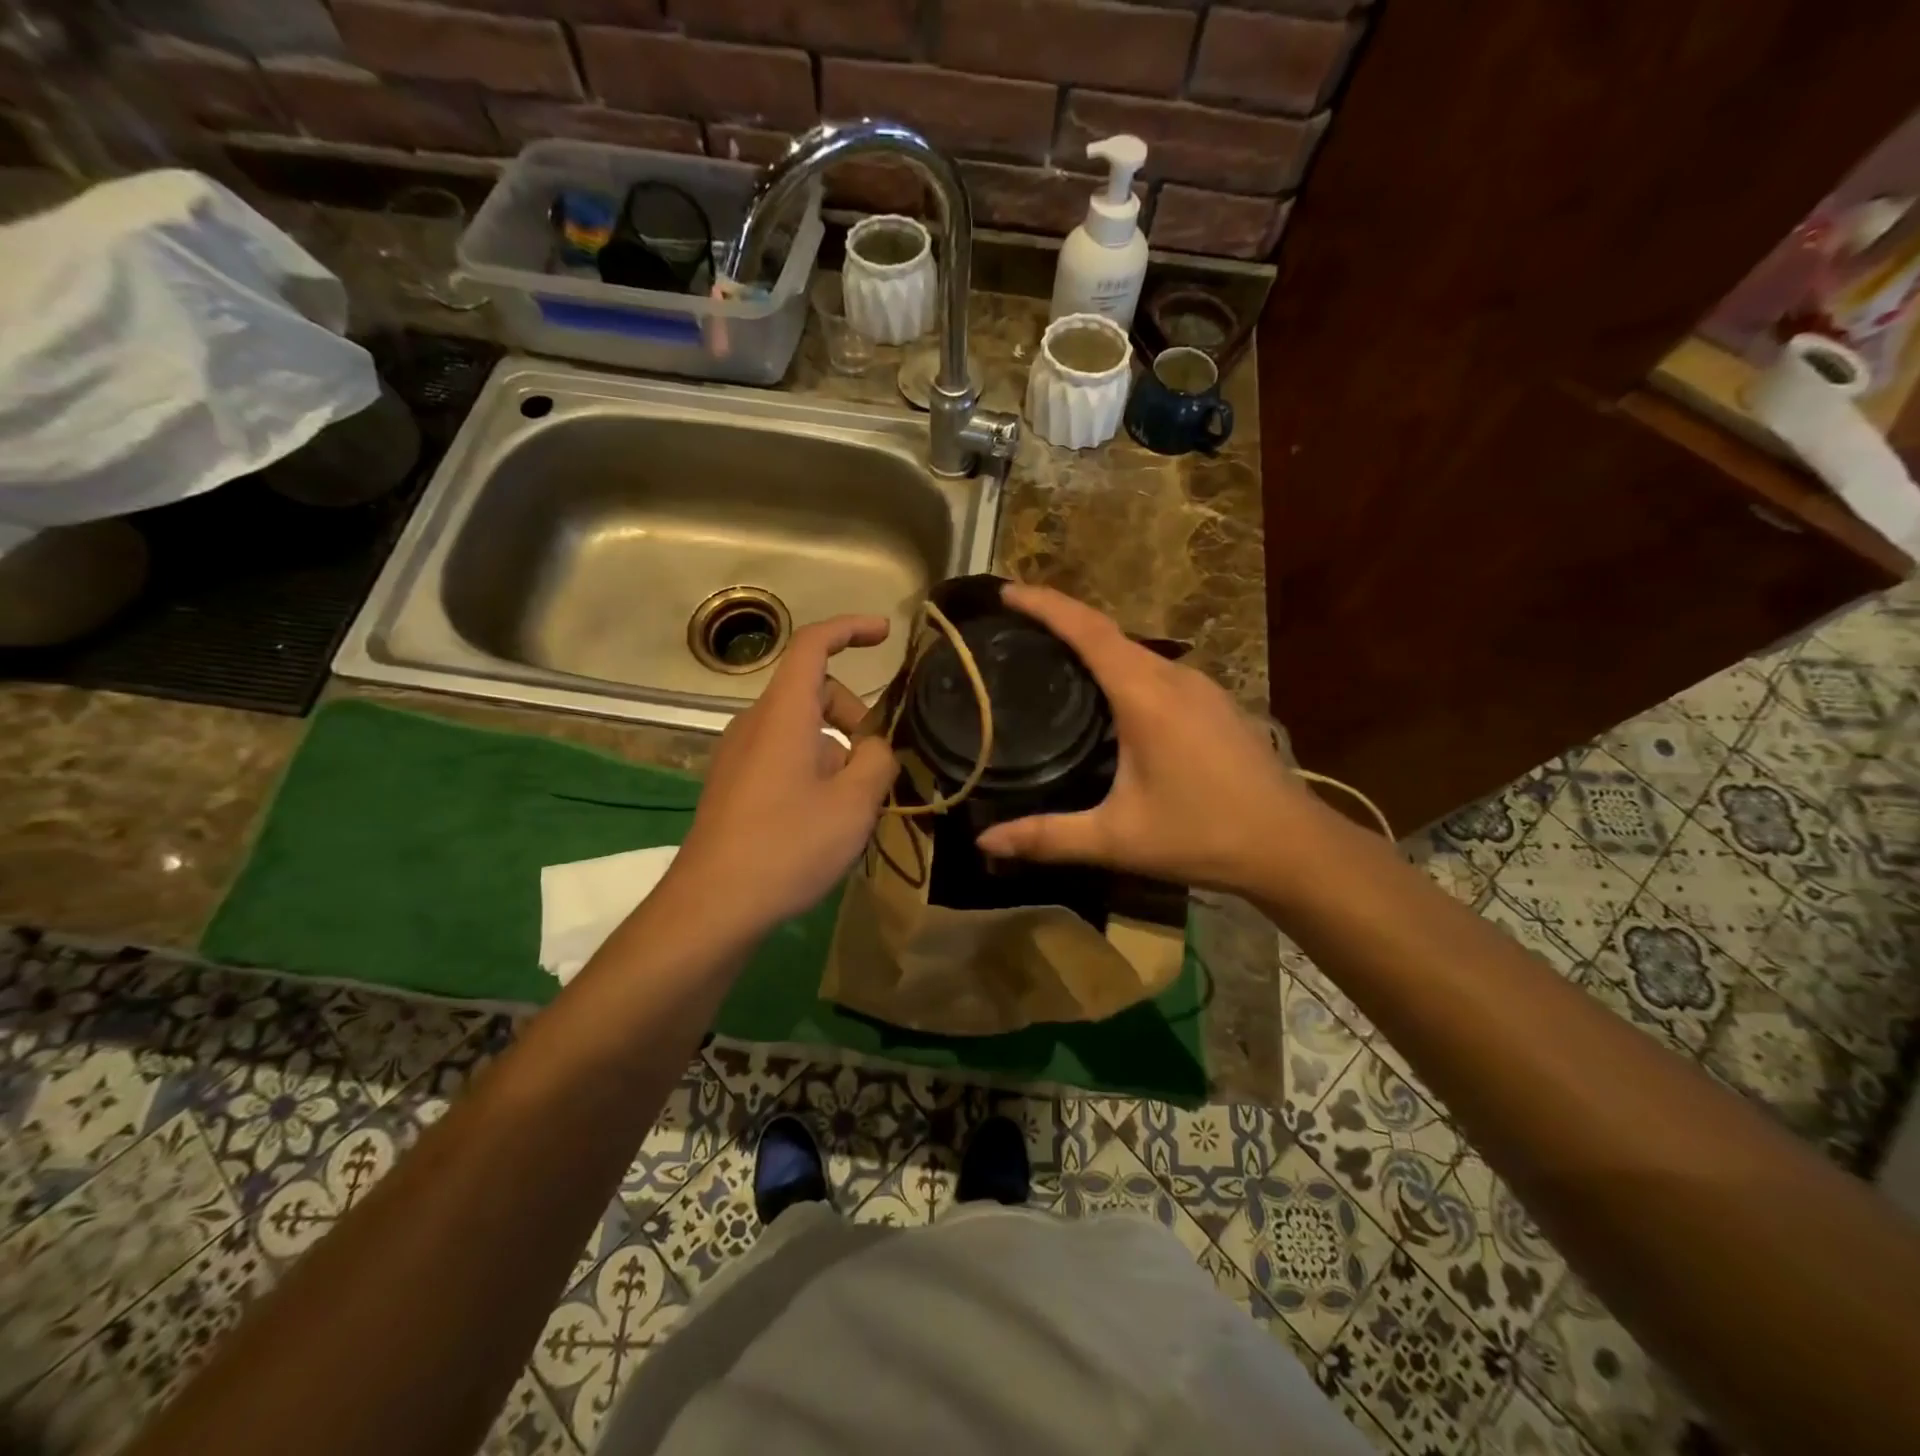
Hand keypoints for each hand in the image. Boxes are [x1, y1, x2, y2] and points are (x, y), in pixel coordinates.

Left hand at [666, 615, 897, 934]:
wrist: (712, 907)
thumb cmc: (787, 846)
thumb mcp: (854, 804)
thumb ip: (877, 761)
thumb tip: (875, 747)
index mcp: (783, 714)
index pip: (812, 645)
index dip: (850, 629)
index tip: (885, 634)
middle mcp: (754, 724)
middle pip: (813, 692)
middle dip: (855, 715)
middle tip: (880, 765)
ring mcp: (738, 755)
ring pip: (801, 729)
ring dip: (837, 749)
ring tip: (856, 804)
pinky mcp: (733, 785)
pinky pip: (783, 756)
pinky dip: (814, 768)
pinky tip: (825, 819)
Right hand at [974, 585, 1314, 892]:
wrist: (1292, 846)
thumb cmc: (1203, 835)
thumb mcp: (1118, 839)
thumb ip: (1049, 836)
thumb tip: (987, 841)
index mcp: (1146, 696)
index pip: (1088, 631)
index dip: (1046, 605)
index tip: (1007, 592)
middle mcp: (1175, 678)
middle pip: (1109, 632)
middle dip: (1062, 620)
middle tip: (1015, 627)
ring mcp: (1201, 687)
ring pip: (1135, 651)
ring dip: (1093, 644)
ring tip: (1051, 656)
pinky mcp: (1215, 703)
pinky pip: (1155, 670)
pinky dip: (1120, 666)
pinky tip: (1107, 696)